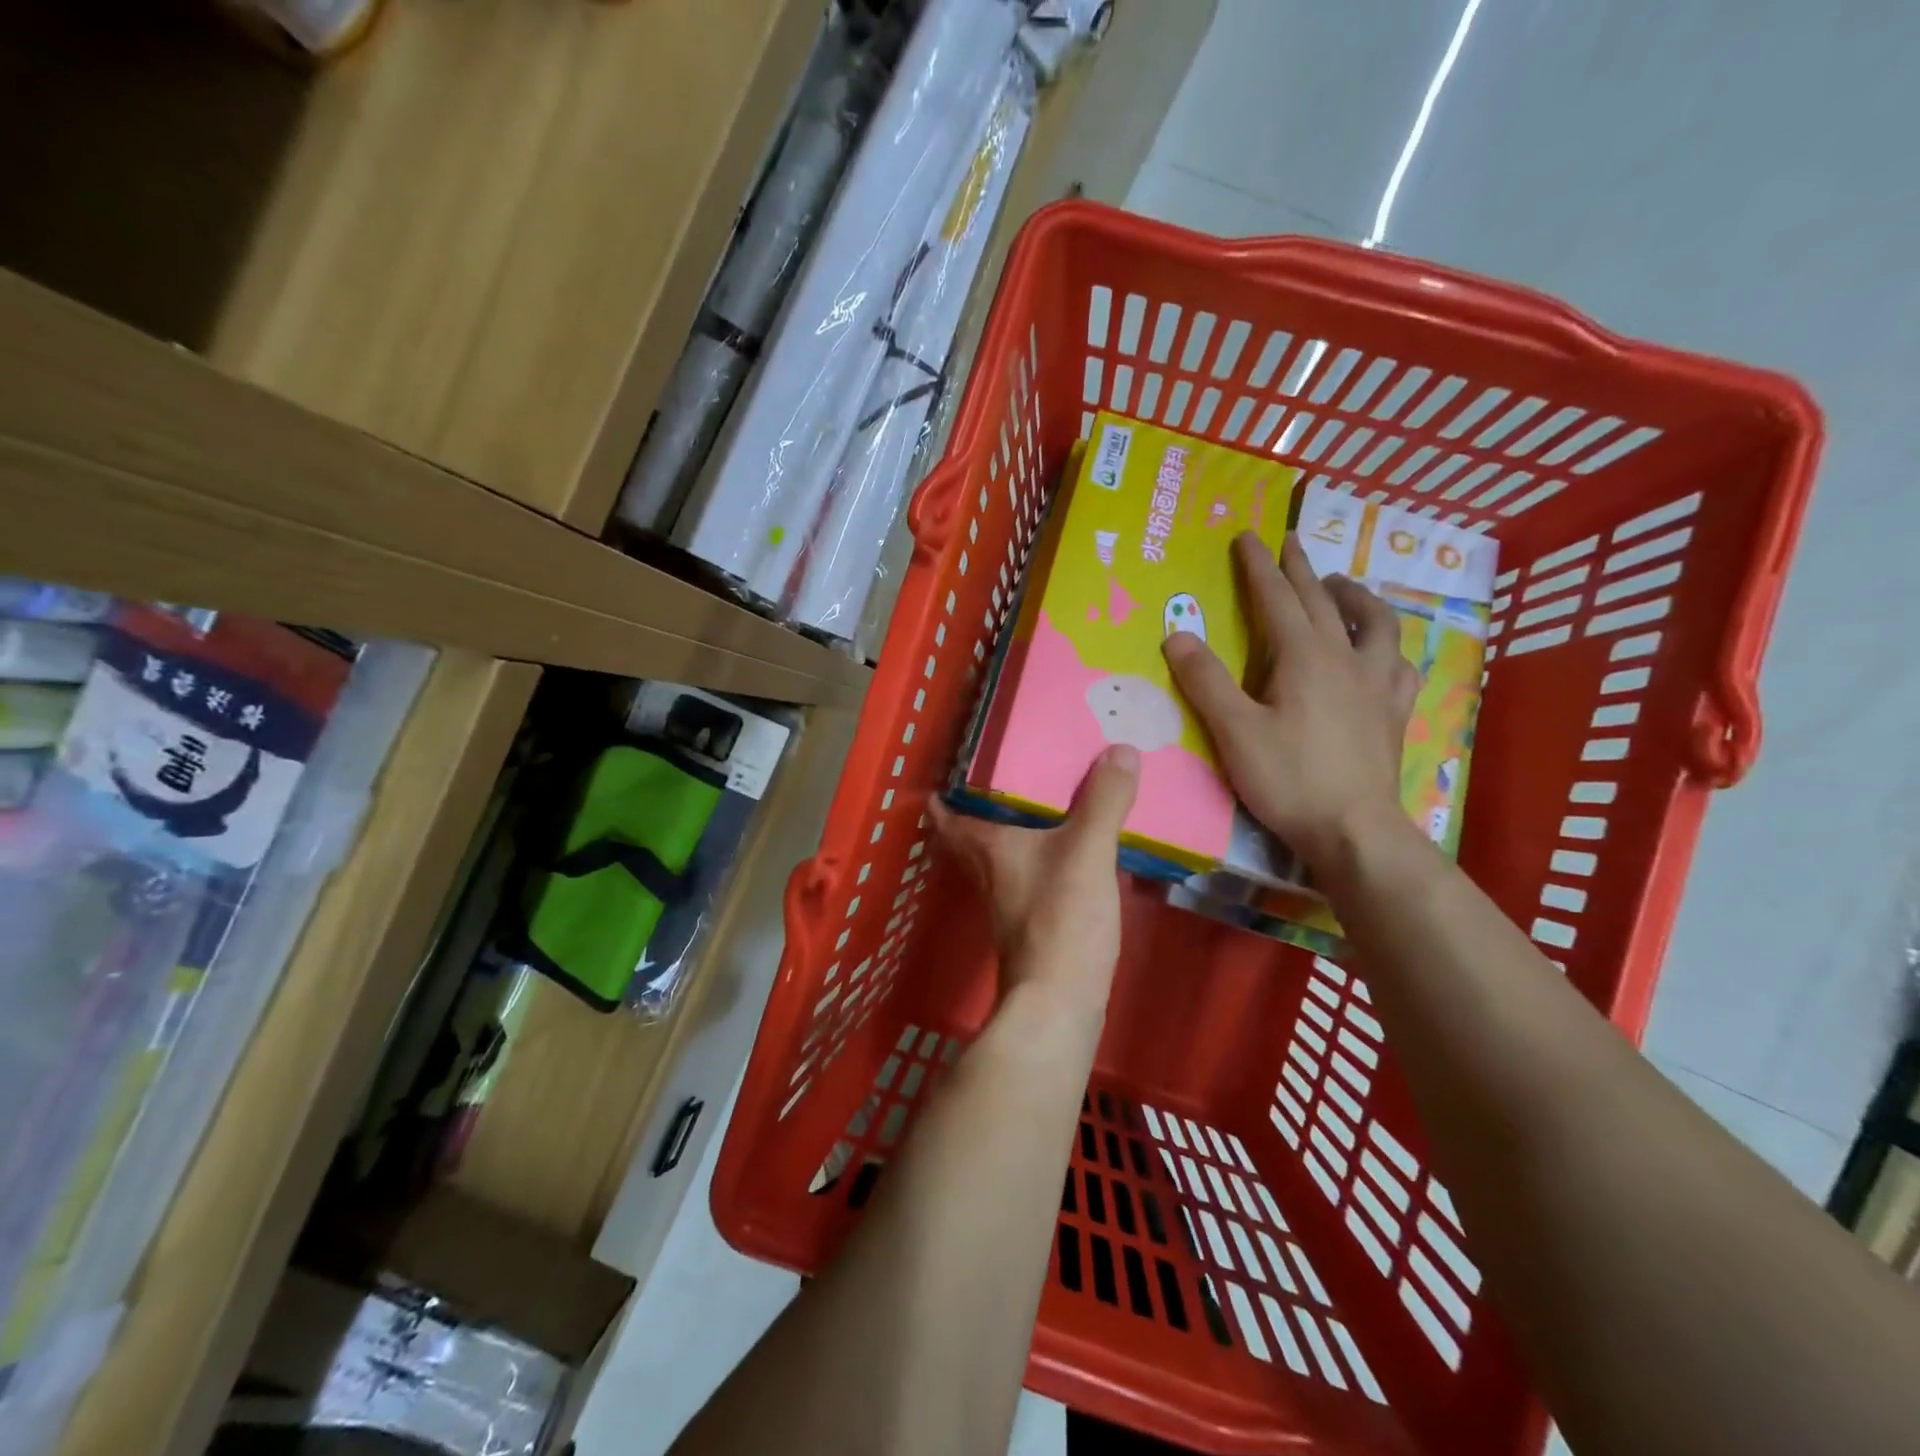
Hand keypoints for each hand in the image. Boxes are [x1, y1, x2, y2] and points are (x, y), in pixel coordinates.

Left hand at [928, 745, 1138, 1006]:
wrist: (1060, 1002)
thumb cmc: (1060, 919)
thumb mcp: (1087, 851)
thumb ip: (1103, 800)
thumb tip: (1121, 749)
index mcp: (985, 846)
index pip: (944, 813)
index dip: (942, 790)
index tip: (954, 763)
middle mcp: (986, 870)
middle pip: (972, 830)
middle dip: (984, 803)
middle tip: (1009, 770)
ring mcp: (1007, 899)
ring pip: (1001, 853)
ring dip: (1015, 828)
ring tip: (1045, 798)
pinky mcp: (1031, 920)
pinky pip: (1031, 872)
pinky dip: (1042, 854)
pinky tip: (1072, 847)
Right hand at [1162, 532, 1417, 872]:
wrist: (1354, 829)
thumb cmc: (1288, 779)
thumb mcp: (1234, 731)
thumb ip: (1206, 681)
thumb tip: (1177, 635)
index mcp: (1303, 657)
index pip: (1277, 598)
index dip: (1259, 566)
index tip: (1248, 536)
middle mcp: (1345, 658)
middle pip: (1323, 601)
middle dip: (1301, 568)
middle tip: (1290, 542)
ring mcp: (1376, 684)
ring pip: (1375, 623)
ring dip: (1356, 596)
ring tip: (1342, 586)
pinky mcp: (1393, 712)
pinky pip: (1399, 665)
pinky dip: (1388, 647)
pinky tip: (1383, 652)